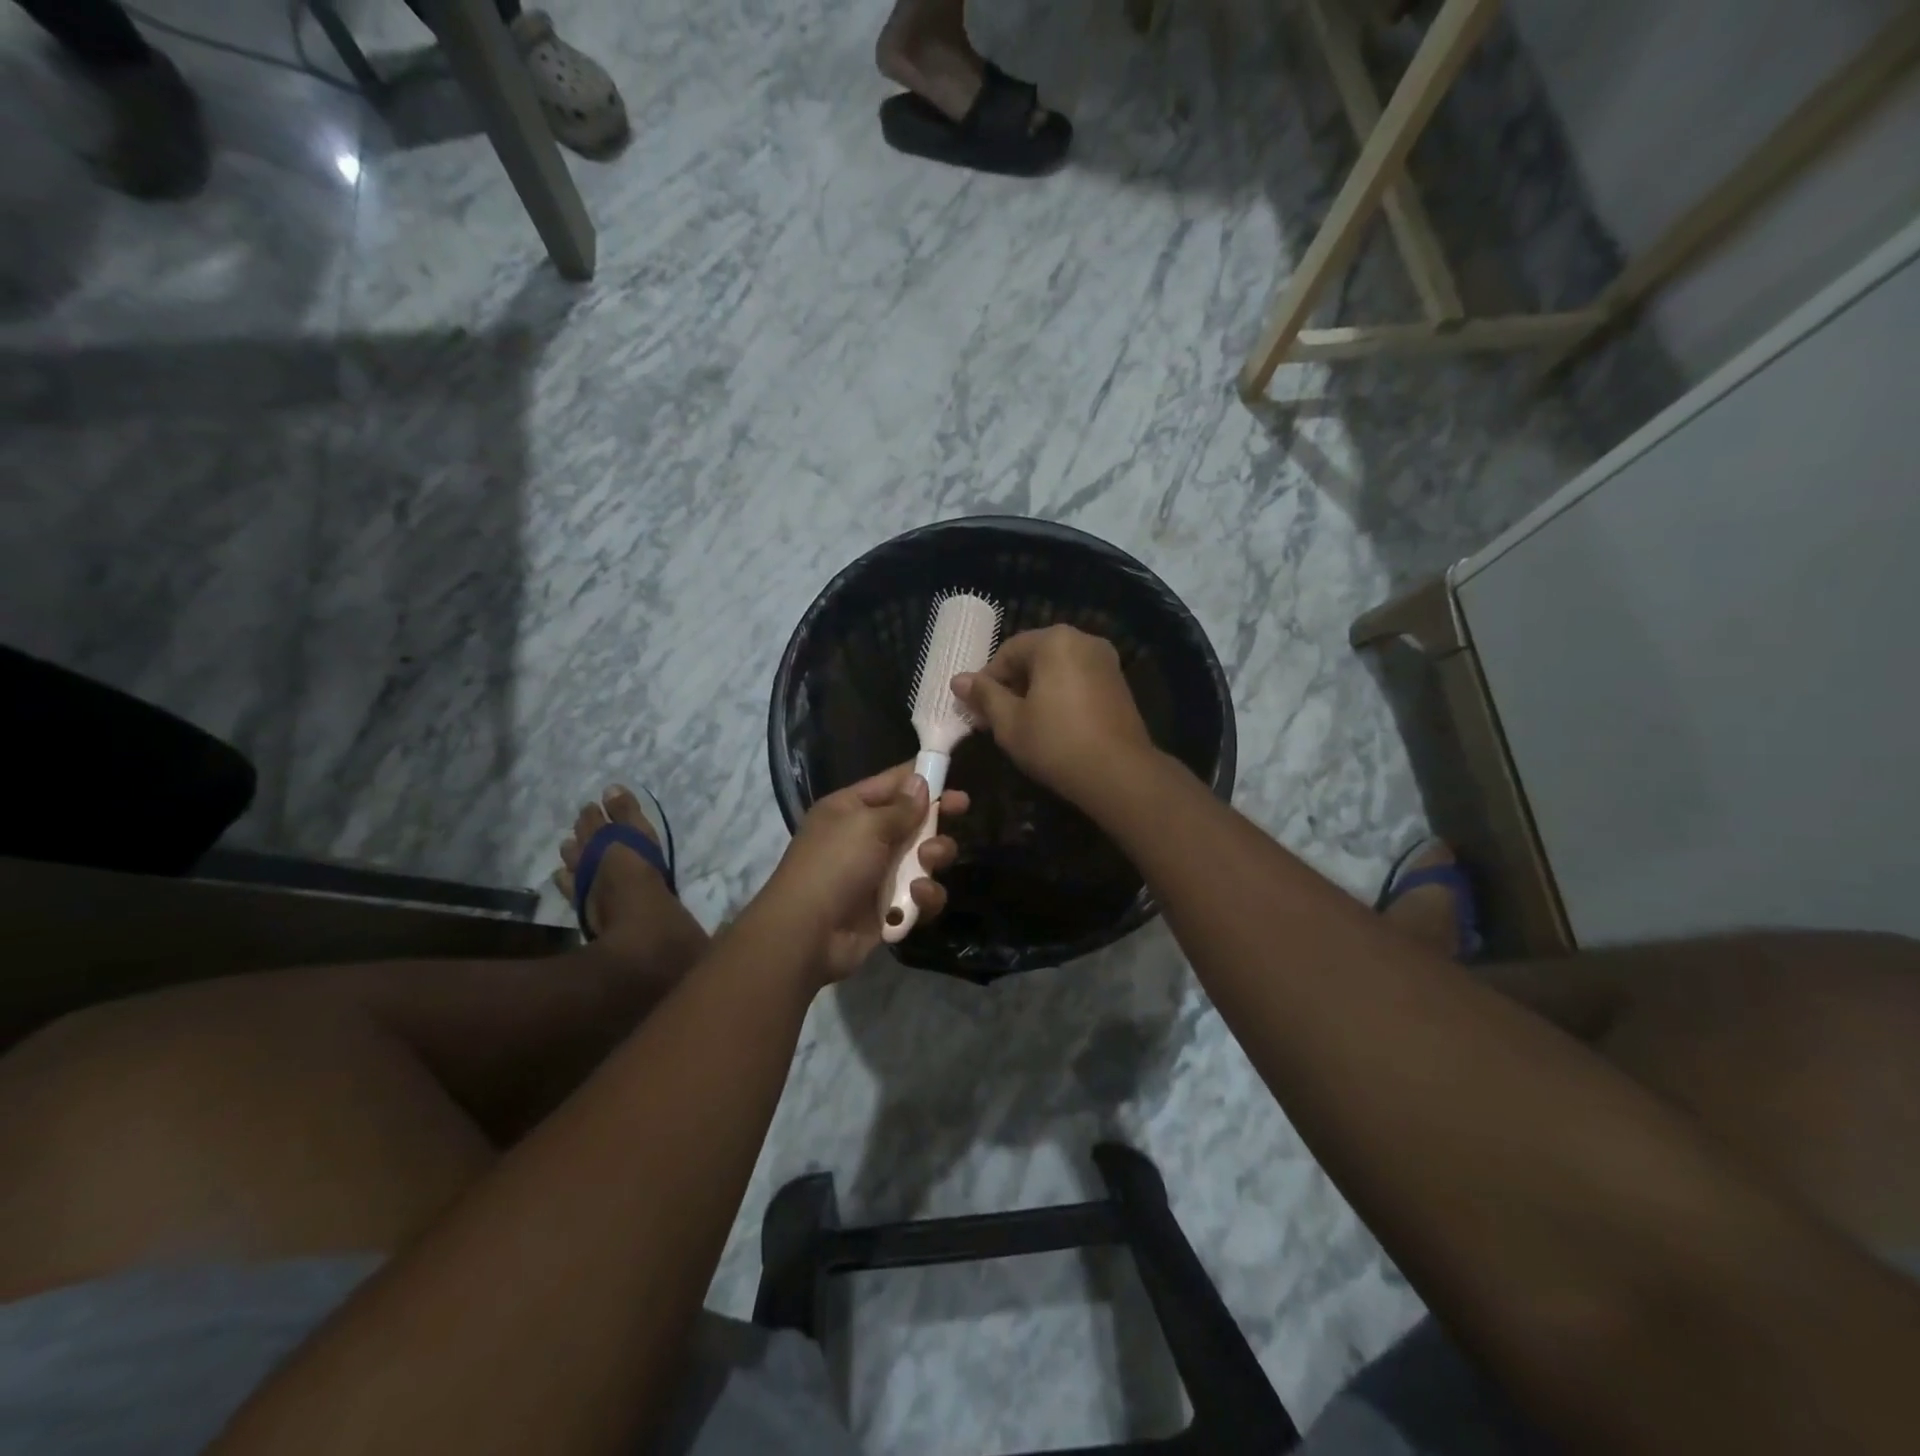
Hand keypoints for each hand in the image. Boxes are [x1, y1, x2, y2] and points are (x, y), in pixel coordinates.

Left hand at [763, 763, 967, 980]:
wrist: (808, 935)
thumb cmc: (834, 866)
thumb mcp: (867, 825)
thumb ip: (901, 807)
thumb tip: (920, 781)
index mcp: (850, 809)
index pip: (891, 783)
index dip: (921, 777)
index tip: (952, 773)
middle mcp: (864, 838)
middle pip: (912, 820)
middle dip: (937, 816)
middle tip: (963, 808)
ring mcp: (878, 874)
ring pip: (923, 857)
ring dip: (934, 856)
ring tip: (930, 860)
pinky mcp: (890, 907)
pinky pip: (920, 893)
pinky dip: (924, 894)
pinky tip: (917, 896)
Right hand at [952, 625, 1155, 809]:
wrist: (1119, 774)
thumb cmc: (1056, 743)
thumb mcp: (1009, 722)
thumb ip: (984, 696)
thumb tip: (958, 680)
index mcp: (1055, 641)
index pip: (1007, 652)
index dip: (987, 681)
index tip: (977, 711)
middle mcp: (1083, 640)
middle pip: (1034, 656)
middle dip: (1012, 685)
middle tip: (996, 719)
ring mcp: (1106, 661)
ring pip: (1057, 669)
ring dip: (1035, 691)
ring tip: (1023, 724)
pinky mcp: (1119, 683)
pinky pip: (1078, 680)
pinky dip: (1060, 695)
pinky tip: (1052, 725)